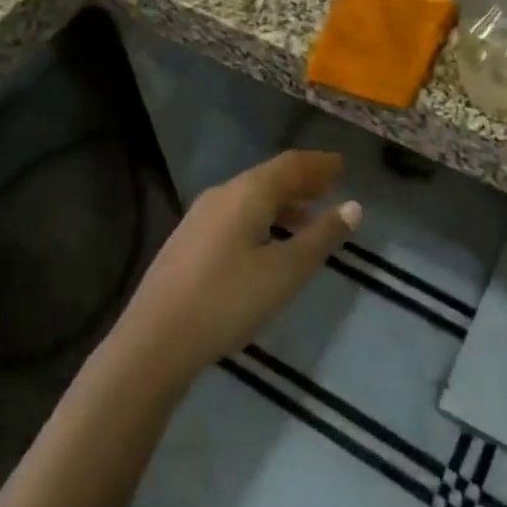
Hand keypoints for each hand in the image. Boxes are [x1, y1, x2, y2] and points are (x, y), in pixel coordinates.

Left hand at [113, 150, 360, 391]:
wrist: (152, 342)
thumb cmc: (227, 301)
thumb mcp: (284, 272)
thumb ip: (320, 237)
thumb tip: (353, 206)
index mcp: (248, 192)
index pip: (291, 164)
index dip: (319, 164)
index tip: (342, 165)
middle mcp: (223, 193)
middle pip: (270, 176)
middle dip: (302, 180)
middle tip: (330, 185)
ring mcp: (200, 216)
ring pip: (251, 197)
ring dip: (283, 202)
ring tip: (308, 218)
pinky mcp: (188, 241)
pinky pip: (236, 214)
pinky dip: (262, 217)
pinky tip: (268, 243)